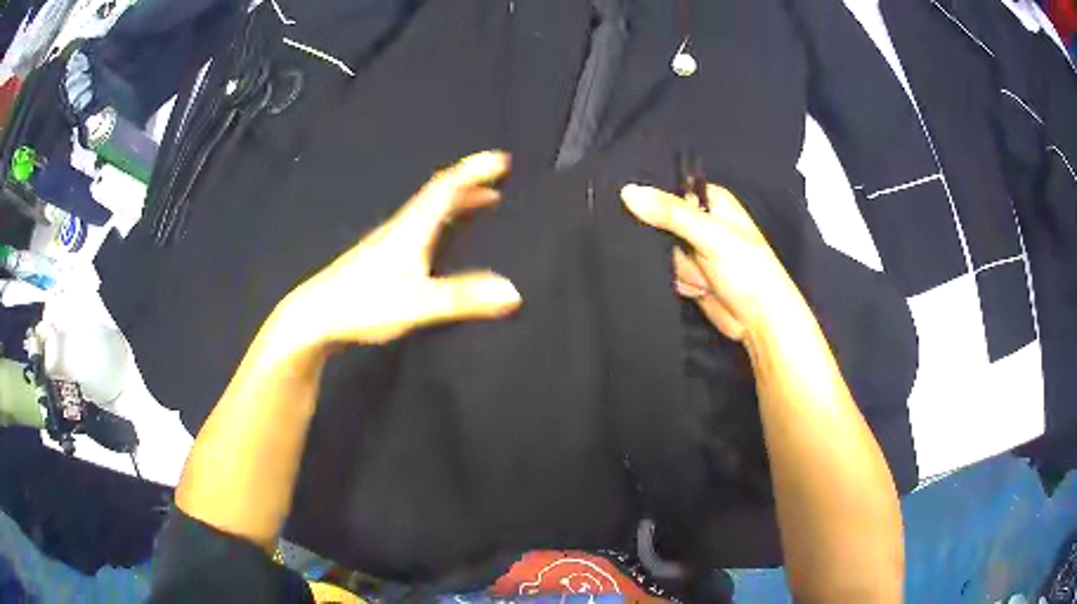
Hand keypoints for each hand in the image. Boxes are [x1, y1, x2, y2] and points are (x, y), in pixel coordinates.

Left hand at [284, 151, 521, 347]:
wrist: (316, 315)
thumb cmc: (365, 303)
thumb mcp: (419, 303)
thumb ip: (463, 298)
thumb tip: (512, 292)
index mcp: (412, 228)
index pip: (447, 188)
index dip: (474, 171)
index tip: (501, 159)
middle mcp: (400, 228)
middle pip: (438, 195)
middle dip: (470, 185)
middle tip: (497, 182)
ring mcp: (388, 242)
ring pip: (428, 211)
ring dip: (456, 202)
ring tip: (481, 204)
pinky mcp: (380, 258)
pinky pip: (419, 227)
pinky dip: (441, 222)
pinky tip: (440, 240)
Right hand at [620, 183, 805, 343]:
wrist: (759, 321)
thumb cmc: (751, 273)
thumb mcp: (709, 235)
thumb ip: (670, 213)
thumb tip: (630, 192)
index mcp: (711, 200)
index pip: (670, 189)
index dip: (655, 200)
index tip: (647, 212)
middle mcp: (703, 222)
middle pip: (661, 221)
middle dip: (667, 242)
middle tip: (688, 252)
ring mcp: (696, 250)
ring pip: (661, 250)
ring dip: (678, 266)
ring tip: (703, 276)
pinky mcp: (690, 274)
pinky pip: (666, 272)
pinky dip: (679, 281)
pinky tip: (699, 287)